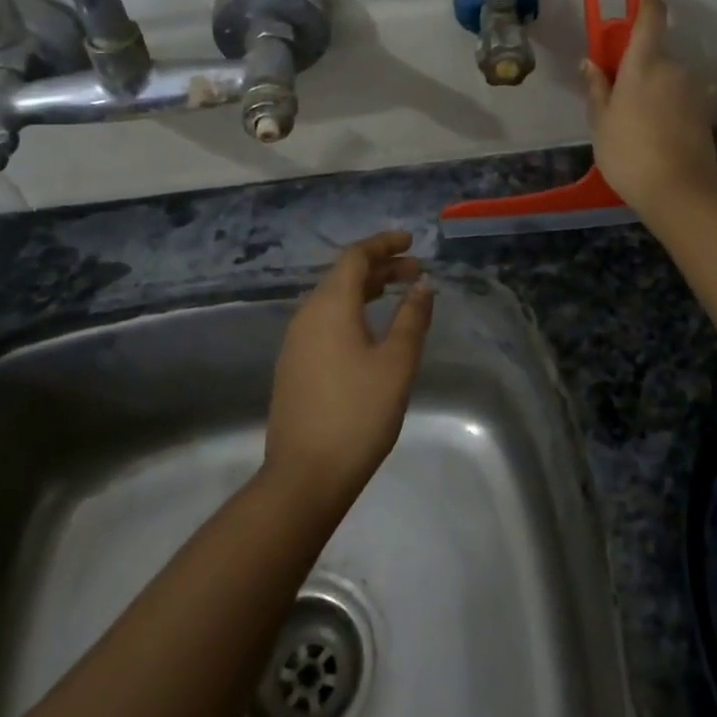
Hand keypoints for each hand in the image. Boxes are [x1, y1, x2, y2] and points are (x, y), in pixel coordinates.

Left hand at [264, 231, 434, 510]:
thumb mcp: (396, 363)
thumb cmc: (358, 413)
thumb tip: (422, 284)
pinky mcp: (294, 365)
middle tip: (416, 271)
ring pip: (334, 299)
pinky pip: (325, 321)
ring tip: (399, 294)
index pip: (356, 257)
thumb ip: (411, 318)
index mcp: (330, 306)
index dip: (384, 244)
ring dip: (367, 290)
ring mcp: (296, 342)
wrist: (305, 475)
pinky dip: (353, 311)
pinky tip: (371, 330)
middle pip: (344, 276)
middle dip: (381, 267)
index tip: (411, 242)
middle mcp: (307, 315)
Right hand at [583, 0, 716, 224]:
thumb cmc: (628, 153)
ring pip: (668, 77)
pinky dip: (667, 106)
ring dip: (653, 88)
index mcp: (645, 63)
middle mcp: (675, 67)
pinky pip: (680, 97)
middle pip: (655, 53)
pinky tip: (655, 134)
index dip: (645, 0)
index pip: (651, 15)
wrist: (678, 192)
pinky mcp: (706, 111)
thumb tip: (591, 61)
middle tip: (616, 95)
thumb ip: (596, 87)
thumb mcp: (600, 122)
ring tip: (635, 122)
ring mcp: (695, 89)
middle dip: (637, 65)